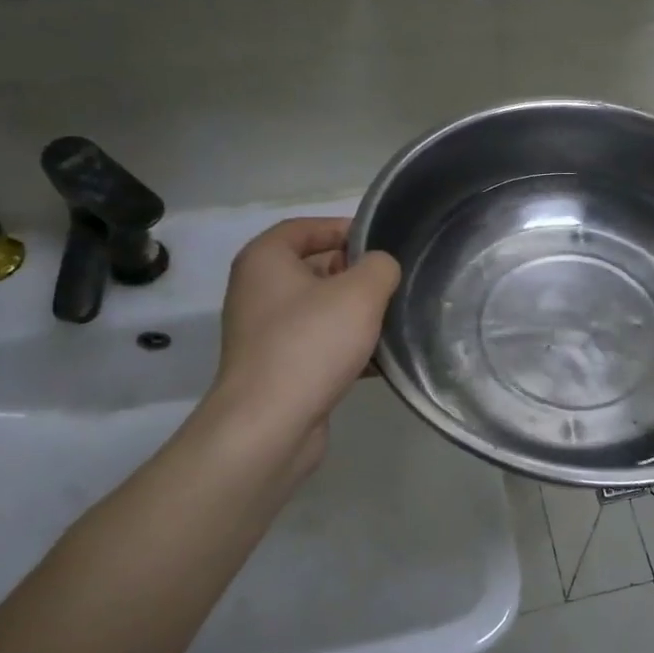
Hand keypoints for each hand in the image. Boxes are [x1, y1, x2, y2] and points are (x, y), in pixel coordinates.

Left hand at [211, 218, 399, 466]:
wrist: (270, 425)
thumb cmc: (311, 343)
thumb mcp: (360, 292)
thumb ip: (381, 267)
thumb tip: (381, 269)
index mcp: (265, 260)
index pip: (305, 227)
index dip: (344, 229)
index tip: (382, 242)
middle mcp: (258, 291)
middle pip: (315, 268)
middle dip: (356, 275)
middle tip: (394, 284)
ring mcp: (266, 333)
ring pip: (321, 310)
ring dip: (356, 315)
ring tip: (395, 322)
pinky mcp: (279, 368)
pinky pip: (319, 345)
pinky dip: (348, 348)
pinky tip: (381, 361)